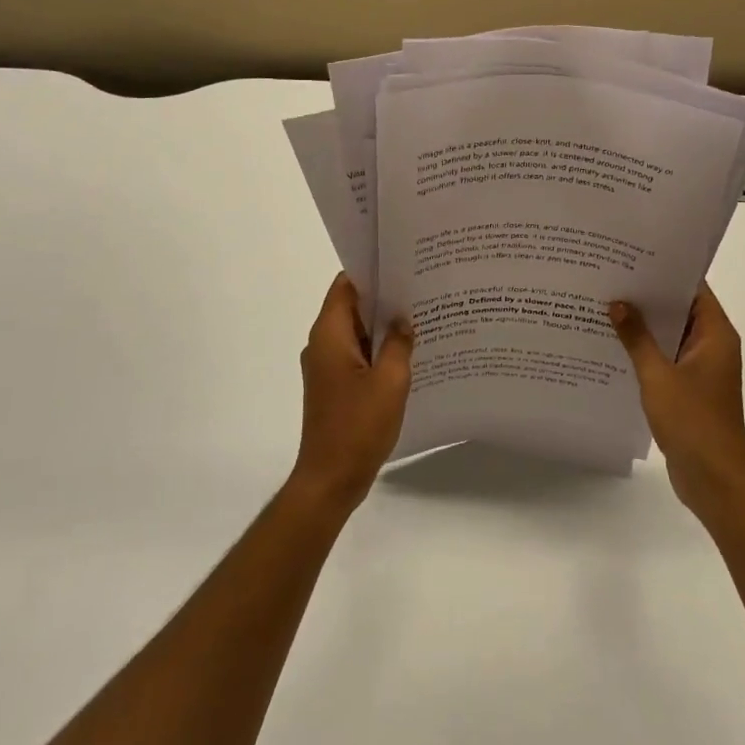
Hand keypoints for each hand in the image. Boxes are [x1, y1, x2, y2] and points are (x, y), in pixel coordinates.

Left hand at [292, 274, 414, 515]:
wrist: (330, 480)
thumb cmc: (358, 426)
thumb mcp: (390, 381)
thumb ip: (399, 343)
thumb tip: (402, 319)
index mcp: (329, 334)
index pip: (346, 285)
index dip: (372, 271)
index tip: (403, 264)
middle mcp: (322, 344)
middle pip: (352, 306)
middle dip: (385, 298)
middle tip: (422, 289)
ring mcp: (327, 366)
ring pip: (357, 332)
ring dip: (384, 326)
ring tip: (422, 317)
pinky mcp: (335, 386)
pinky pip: (358, 355)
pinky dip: (379, 350)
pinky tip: (410, 354)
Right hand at [610, 284, 744, 517]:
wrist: (714, 480)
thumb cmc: (692, 421)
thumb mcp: (658, 375)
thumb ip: (637, 337)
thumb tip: (618, 303)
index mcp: (716, 335)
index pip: (694, 289)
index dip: (666, 271)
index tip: (633, 257)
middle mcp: (712, 346)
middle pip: (680, 310)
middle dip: (648, 297)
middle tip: (610, 278)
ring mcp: (701, 369)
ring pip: (670, 335)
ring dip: (643, 326)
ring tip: (605, 306)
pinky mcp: (689, 390)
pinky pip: (665, 359)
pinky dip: (645, 351)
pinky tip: (613, 345)